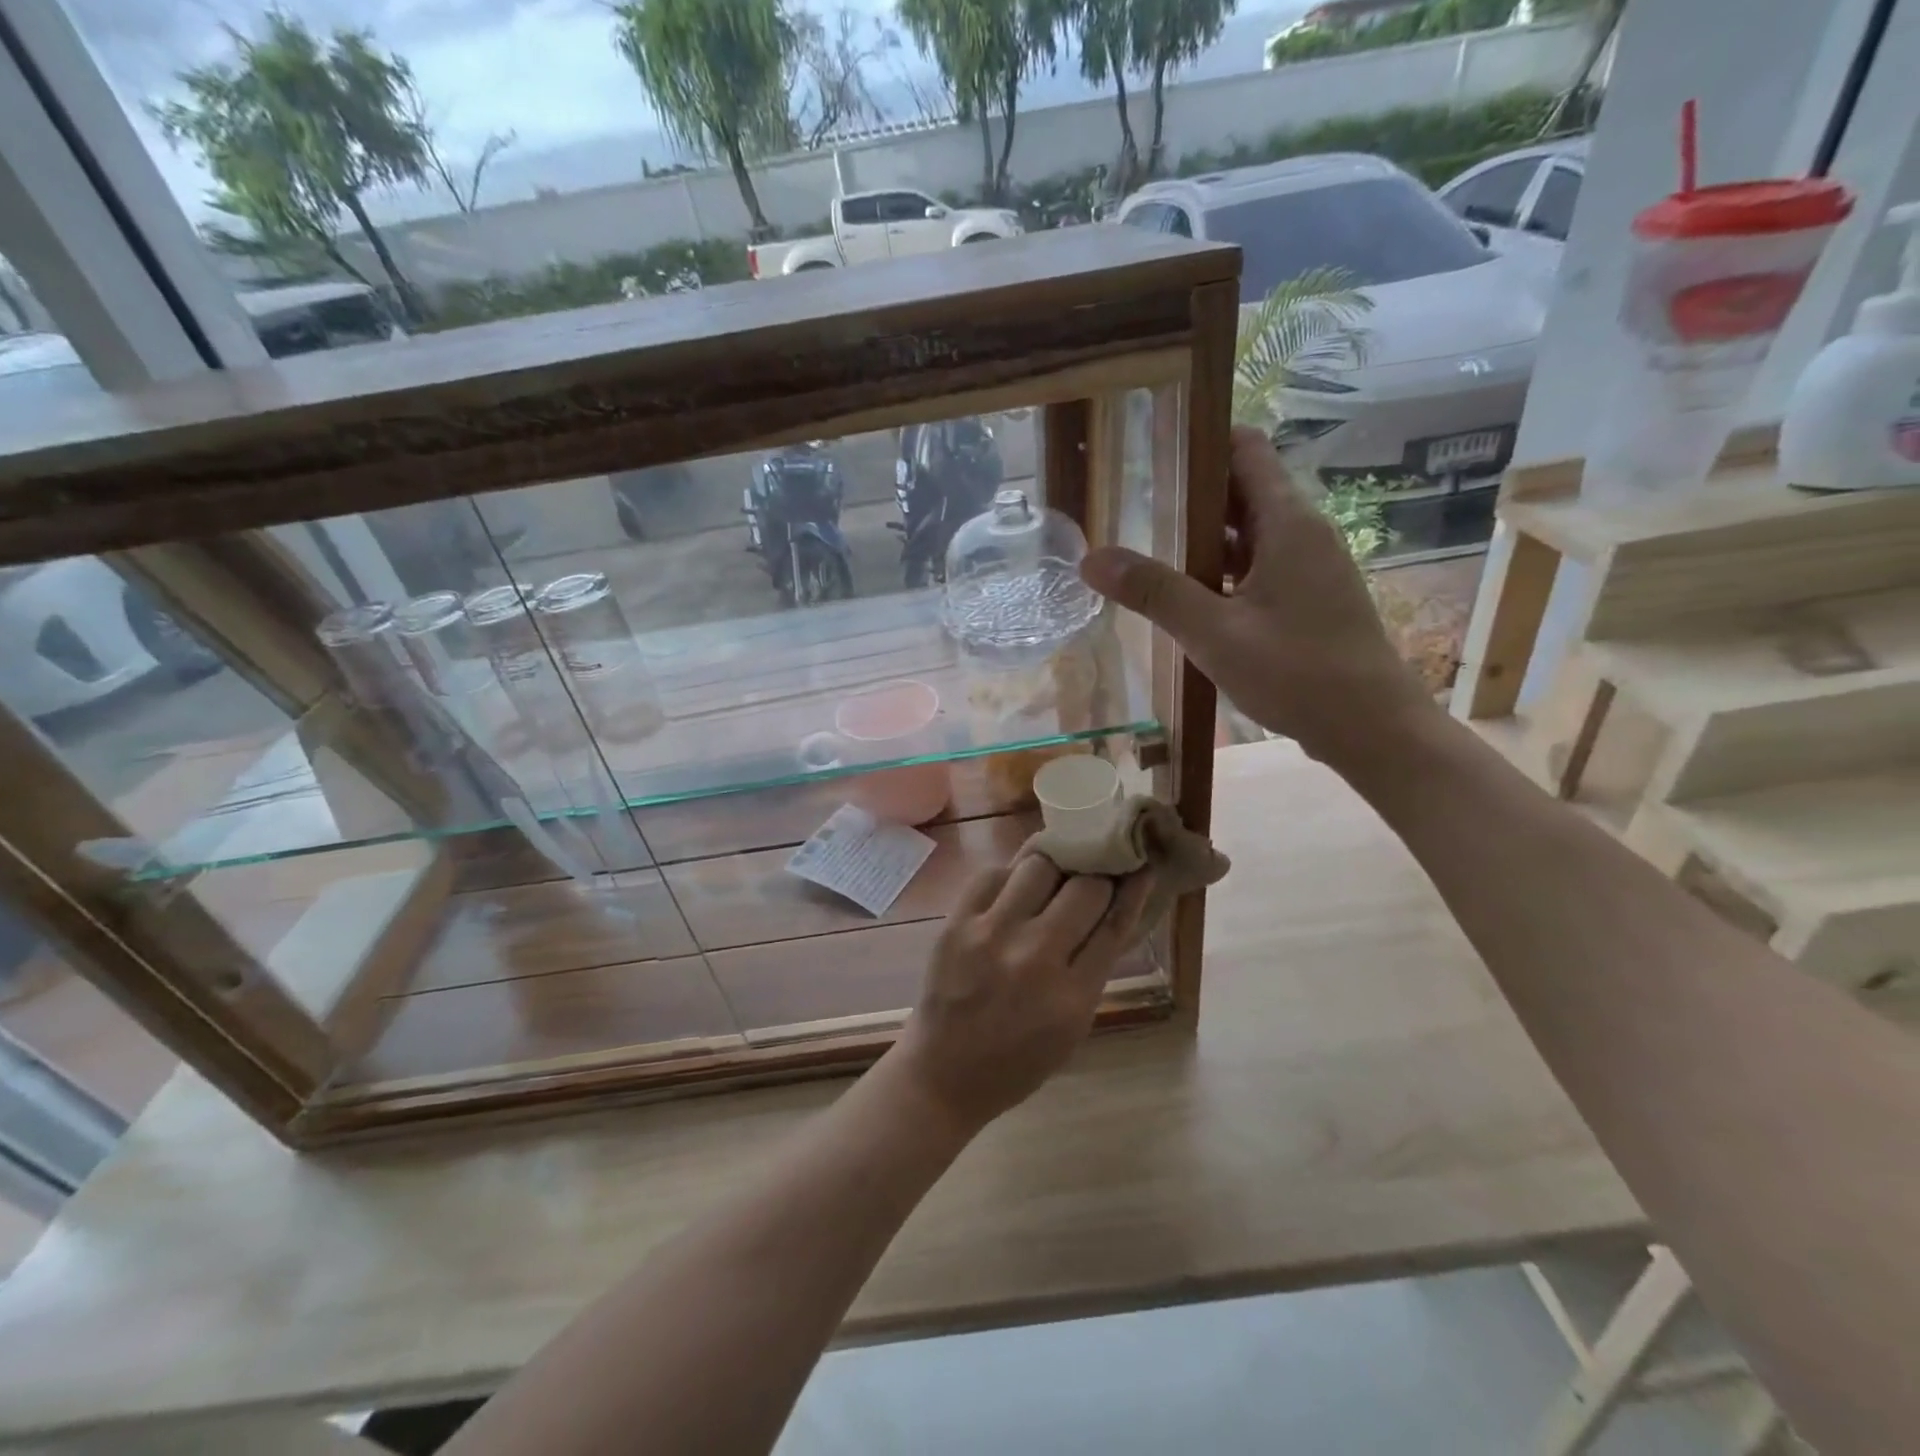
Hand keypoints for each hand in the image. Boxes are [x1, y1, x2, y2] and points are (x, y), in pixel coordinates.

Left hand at [892, 857, 1153, 1132]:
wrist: (945, 1073)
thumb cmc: (1018, 1060)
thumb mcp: (1074, 1026)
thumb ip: (1095, 967)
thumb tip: (1116, 905)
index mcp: (1073, 996)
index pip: (1115, 922)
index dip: (1133, 888)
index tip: (1140, 864)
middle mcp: (1036, 958)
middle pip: (1084, 887)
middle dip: (1095, 876)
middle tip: (1092, 873)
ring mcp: (992, 935)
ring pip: (1039, 866)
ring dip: (1054, 867)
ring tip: (1052, 875)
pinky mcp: (957, 923)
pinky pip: (993, 874)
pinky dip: (1010, 875)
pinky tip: (1014, 887)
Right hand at [1080, 426, 1436, 774]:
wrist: (1371, 727)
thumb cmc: (1297, 672)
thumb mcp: (1214, 632)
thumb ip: (1154, 592)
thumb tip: (1091, 557)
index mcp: (1287, 523)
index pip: (1245, 451)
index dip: (1202, 440)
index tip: (1153, 446)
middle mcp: (1303, 533)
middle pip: (1243, 490)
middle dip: (1191, 494)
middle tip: (1133, 501)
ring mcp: (1309, 568)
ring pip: (1249, 534)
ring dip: (1205, 538)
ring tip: (1149, 547)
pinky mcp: (1308, 599)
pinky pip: (1259, 567)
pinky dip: (1224, 571)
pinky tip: (1190, 597)